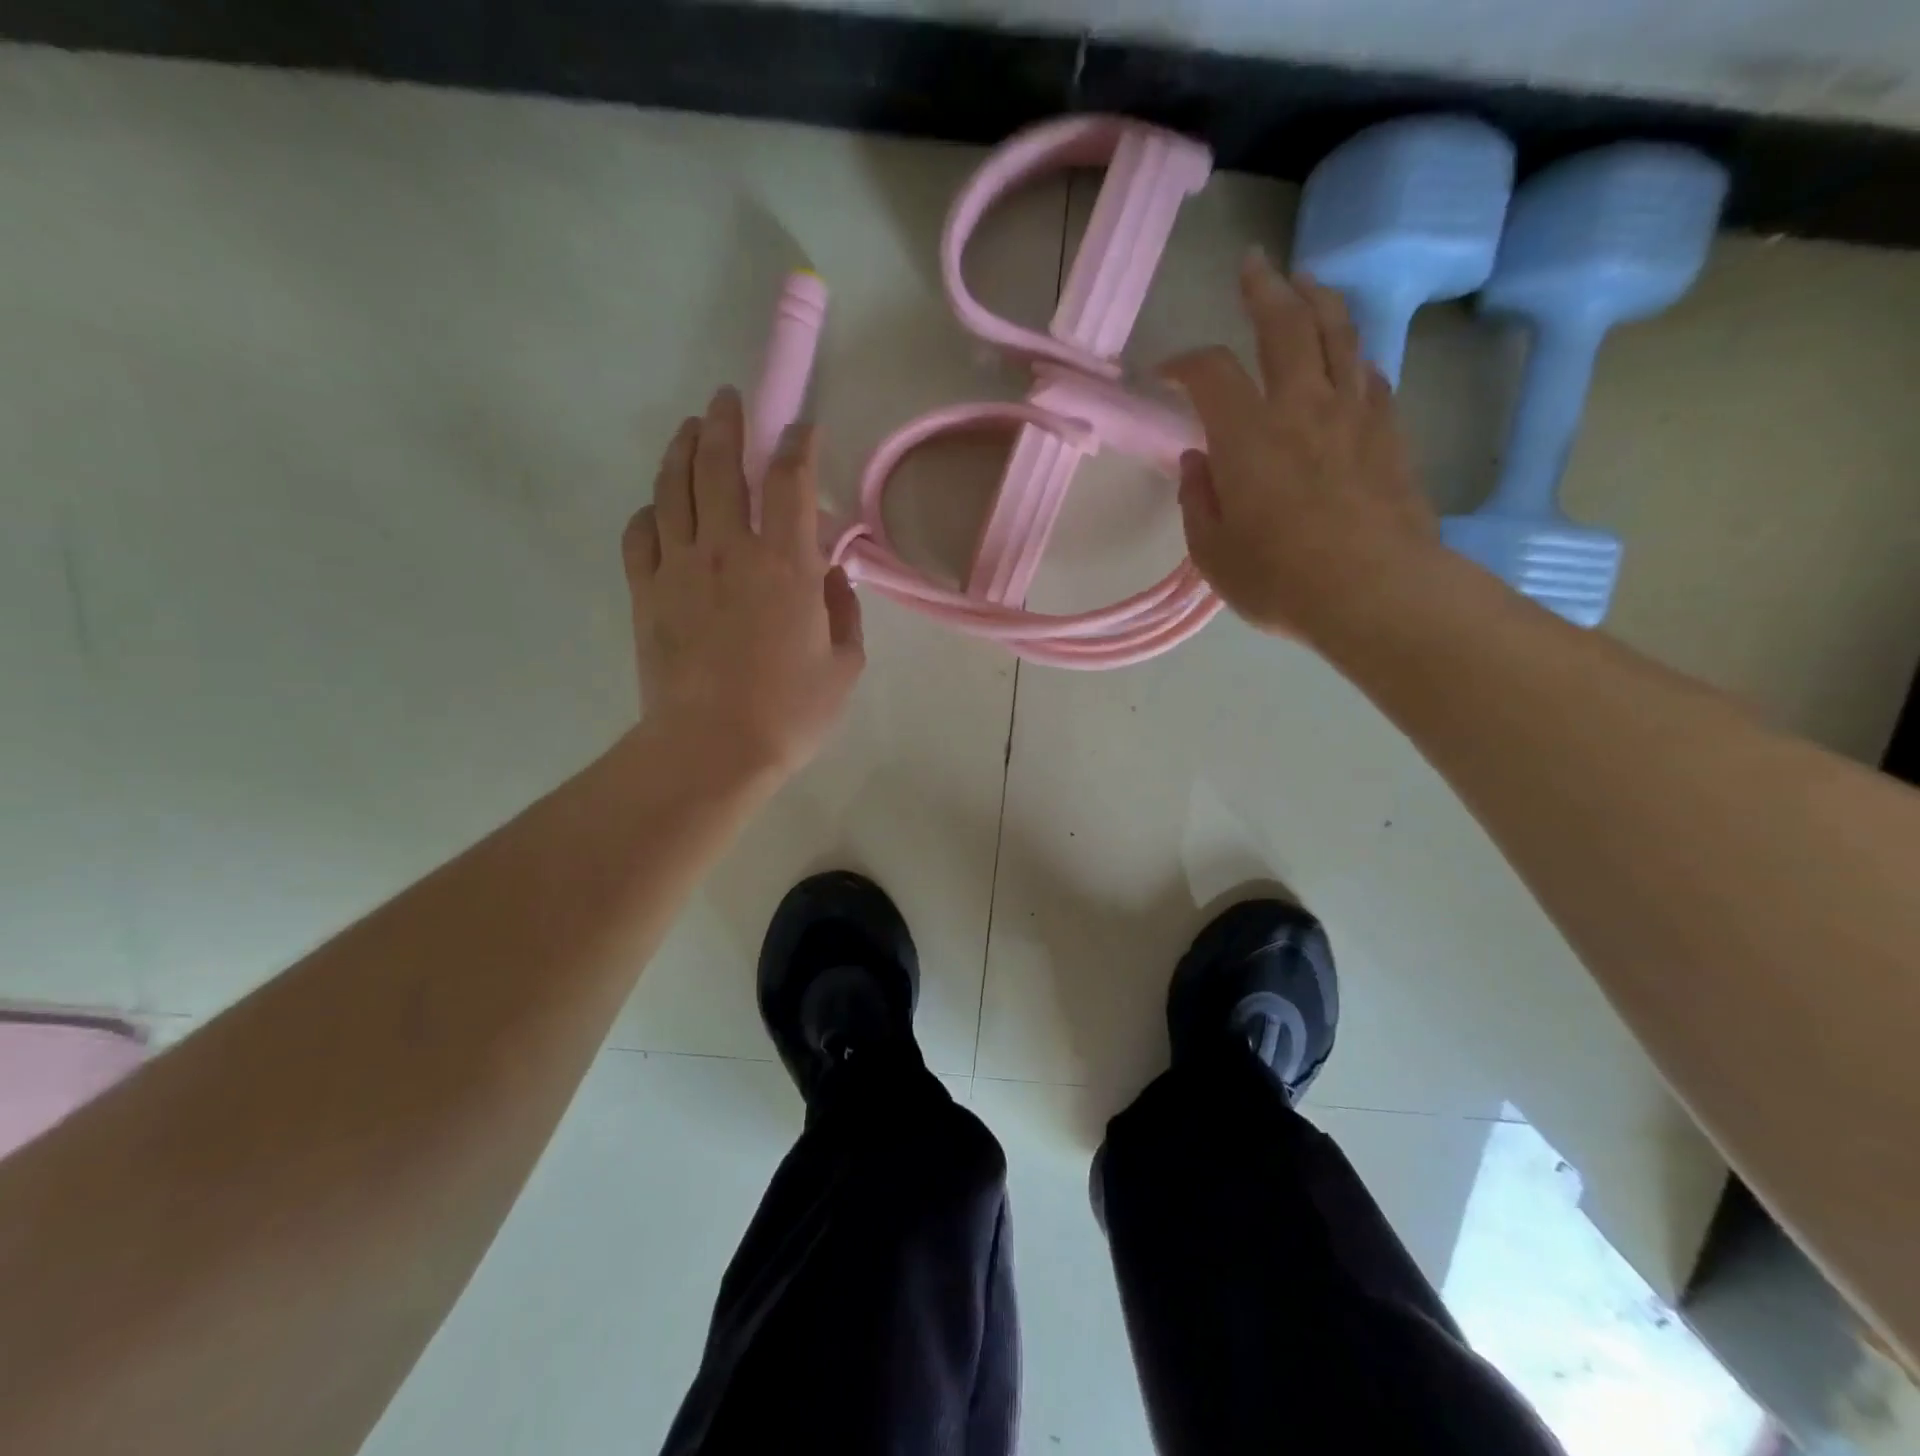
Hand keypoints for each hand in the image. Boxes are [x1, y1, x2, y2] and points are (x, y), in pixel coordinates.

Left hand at [623, 387, 863, 783]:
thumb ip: (843, 611)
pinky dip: (650, 510)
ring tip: (689, 428)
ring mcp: (680, 566)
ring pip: (674, 487)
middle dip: (727, 423)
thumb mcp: (844, 665)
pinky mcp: (645, 590)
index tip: (802, 428)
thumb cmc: (790, 711)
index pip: (792, 481)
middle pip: (722, 464)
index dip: (798, 445)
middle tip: (727, 399)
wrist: (713, 747)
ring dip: (682, 449)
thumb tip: (831, 577)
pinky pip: (641, 533)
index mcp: (786, 563)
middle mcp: (729, 548)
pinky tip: (658, 507)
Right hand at [1162, 252, 1440, 641]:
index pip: (1210, 372)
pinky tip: (1346, 359)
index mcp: (1247, 436)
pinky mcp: (1389, 431)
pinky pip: (1369, 373)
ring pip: (1338, 333)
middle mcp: (1301, 406)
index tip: (1165, 372)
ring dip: (1318, 300)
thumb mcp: (1213, 552)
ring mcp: (1353, 413)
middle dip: (1263, 289)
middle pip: (1285, 324)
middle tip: (1252, 266)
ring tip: (1305, 283)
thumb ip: (1198, 501)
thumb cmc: (1280, 579)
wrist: (1374, 591)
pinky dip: (1351, 355)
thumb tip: (1197, 462)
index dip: (1183, 363)